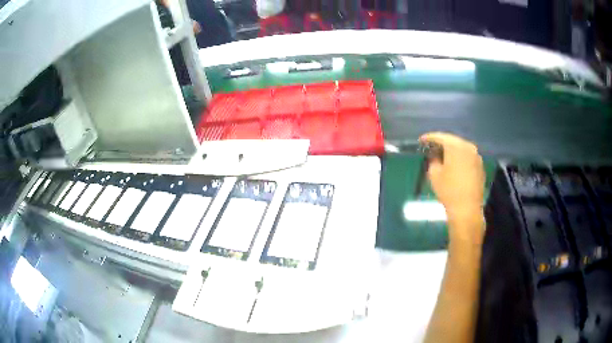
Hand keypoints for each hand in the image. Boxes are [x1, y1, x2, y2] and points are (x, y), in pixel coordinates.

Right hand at [419, 132, 484, 230]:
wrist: (467, 209)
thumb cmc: (448, 190)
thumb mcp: (434, 174)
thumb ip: (433, 160)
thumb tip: (435, 155)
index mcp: (455, 146)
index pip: (440, 137)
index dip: (429, 138)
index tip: (421, 141)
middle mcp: (468, 147)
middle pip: (452, 140)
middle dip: (441, 143)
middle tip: (431, 147)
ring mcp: (476, 156)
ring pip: (461, 148)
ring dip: (452, 150)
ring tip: (443, 155)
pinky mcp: (480, 166)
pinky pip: (467, 157)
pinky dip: (460, 158)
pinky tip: (454, 165)